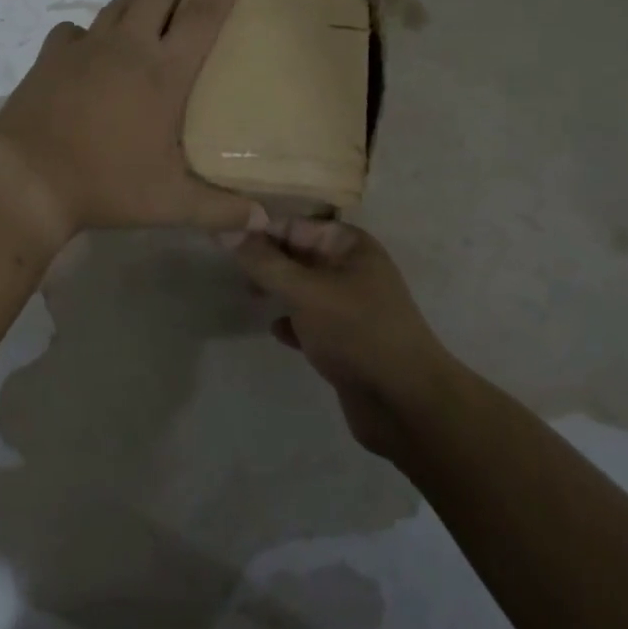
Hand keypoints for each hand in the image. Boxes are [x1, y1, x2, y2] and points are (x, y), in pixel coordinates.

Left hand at [0, 0, 266, 239]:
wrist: (26, 180)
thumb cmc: (105, 186)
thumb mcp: (170, 204)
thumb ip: (220, 211)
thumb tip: (264, 222)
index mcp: (164, 73)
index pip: (203, 17)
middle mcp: (127, 47)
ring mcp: (85, 48)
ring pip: (119, 4)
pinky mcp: (51, 57)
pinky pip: (75, 30)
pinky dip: (90, 30)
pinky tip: (89, 43)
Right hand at [230, 220, 461, 458]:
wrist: (405, 403)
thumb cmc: (356, 332)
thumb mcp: (305, 291)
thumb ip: (263, 262)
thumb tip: (224, 230)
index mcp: (349, 245)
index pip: (294, 225)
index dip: (259, 230)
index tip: (222, 240)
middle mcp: (352, 268)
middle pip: (298, 255)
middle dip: (266, 262)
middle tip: (233, 272)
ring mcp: (351, 305)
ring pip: (303, 288)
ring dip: (277, 291)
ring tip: (250, 297)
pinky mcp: (346, 339)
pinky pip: (311, 321)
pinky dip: (293, 322)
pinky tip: (277, 332)